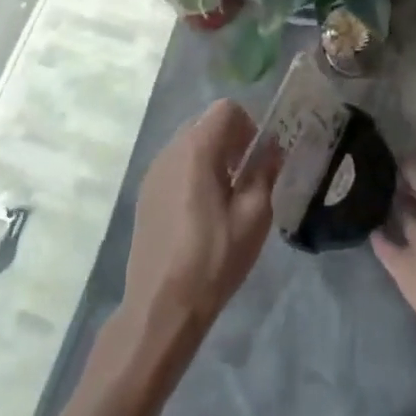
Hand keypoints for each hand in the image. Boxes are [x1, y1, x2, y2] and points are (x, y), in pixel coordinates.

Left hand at [124, 99, 279, 332]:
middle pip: (205, 123)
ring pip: (189, 144)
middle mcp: (169, 151)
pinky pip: (175, 166)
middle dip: (231, 141)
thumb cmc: (213, 258)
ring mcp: (152, 173)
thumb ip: (264, 174)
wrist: (161, 307)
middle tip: (247, 177)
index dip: (248, 126)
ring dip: (212, 157)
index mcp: (196, 150)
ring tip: (226, 197)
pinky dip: (194, 173)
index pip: (226, 109)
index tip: (258, 159)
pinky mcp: (145, 195)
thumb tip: (271, 150)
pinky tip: (203, 213)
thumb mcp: (254, 216)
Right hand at [372, 130, 415, 346]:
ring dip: (382, 207)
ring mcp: (415, 243)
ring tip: (352, 189)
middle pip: (409, 196)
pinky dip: (374, 236)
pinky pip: (385, 247)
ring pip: (396, 220)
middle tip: (359, 166)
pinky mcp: (401, 267)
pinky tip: (356, 222)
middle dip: (392, 183)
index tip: (377, 147)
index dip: (405, 161)